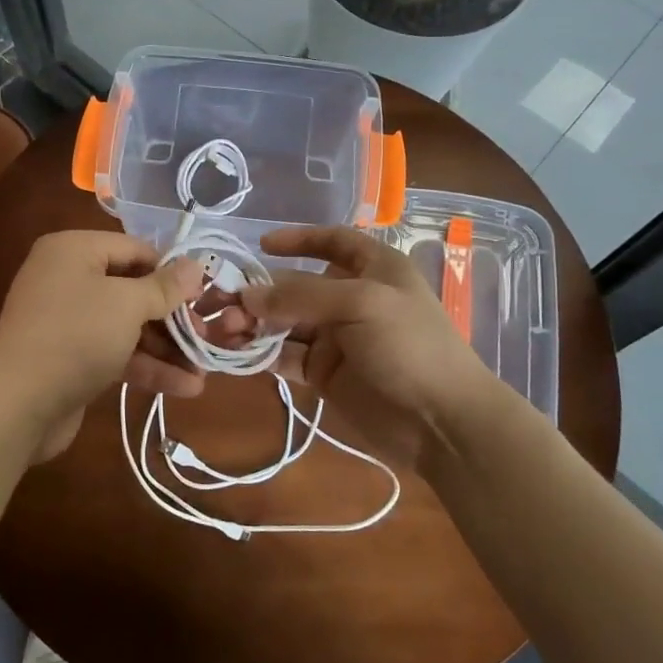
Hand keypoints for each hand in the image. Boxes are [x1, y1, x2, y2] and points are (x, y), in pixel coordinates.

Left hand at [0, 230, 204, 461]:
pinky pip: (115, 353)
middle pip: (133, 290)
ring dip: (166, 348)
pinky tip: (184, 387)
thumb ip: (163, 286)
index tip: (205, 294)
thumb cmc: (75, 336)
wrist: (17, 405)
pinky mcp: (71, 358)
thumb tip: (194, 265)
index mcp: (74, 251)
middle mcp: (68, 279)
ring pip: (127, 326)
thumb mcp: (127, 304)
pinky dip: (146, 367)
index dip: (172, 271)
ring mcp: (68, 321)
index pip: (135, 249)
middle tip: (209, 337)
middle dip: (173, 317)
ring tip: (204, 370)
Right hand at [241, 226, 488, 464]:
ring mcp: (336, 338)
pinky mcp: (324, 374)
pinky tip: (235, 352)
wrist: (441, 423)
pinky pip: (284, 356)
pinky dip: (260, 353)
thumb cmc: (409, 346)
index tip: (262, 245)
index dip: (300, 239)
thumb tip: (247, 295)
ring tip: (223, 329)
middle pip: (296, 286)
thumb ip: (301, 295)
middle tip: (220, 302)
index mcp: (374, 269)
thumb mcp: (360, 304)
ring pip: (284, 323)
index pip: (334, 242)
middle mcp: (352, 299)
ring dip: (253, 323)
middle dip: (260, 291)